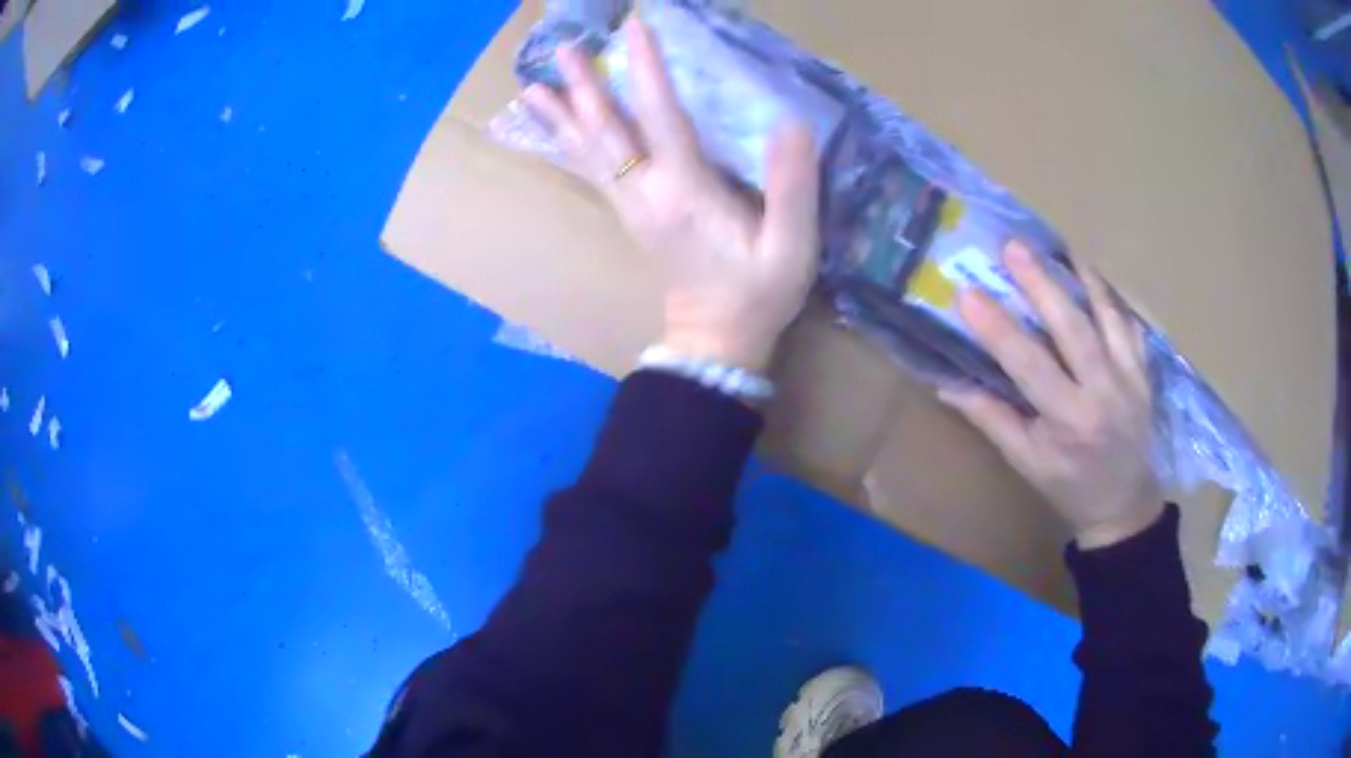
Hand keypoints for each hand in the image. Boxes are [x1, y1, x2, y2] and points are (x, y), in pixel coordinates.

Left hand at [521, 18, 820, 373]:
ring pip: (588, 152)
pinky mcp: (628, 215)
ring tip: (534, 87)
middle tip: (562, 49)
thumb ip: (793, 186)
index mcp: (684, 193)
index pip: (659, 117)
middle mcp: (645, 194)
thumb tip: (790, 124)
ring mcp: (630, 206)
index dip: (646, 70)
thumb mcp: (792, 246)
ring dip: (563, 116)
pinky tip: (556, 129)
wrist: (717, 338)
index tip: (634, 29)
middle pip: (606, 133)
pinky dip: (568, 145)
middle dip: (585, 87)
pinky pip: (591, 172)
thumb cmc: (758, 292)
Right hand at [938, 242, 1163, 548]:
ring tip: (1059, 247)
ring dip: (1082, 278)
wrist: (1124, 505)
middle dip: (1042, 284)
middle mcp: (1103, 392)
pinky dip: (1111, 296)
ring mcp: (1130, 378)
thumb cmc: (1069, 487)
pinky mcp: (1144, 372)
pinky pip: (1130, 324)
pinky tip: (1092, 275)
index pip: (1029, 365)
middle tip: (1013, 247)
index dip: (997, 329)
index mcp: (1068, 421)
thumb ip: (991, 419)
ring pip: (1108, 317)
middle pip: (1073, 328)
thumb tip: (947, 384)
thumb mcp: (1026, 462)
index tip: (967, 294)